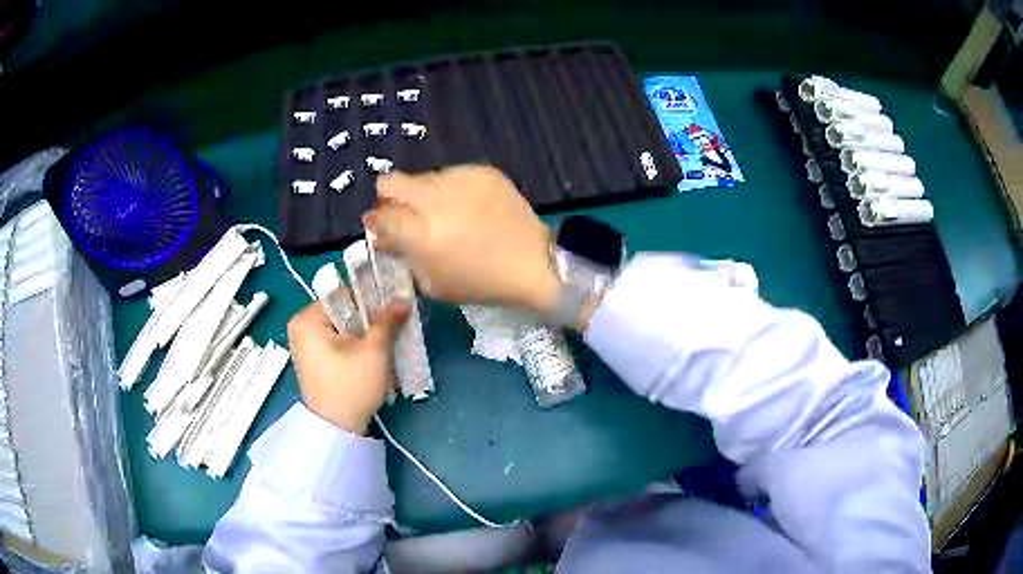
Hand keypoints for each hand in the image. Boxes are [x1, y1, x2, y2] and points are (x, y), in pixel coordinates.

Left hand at [286, 301, 407, 434]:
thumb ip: (387, 321)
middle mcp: (300, 327)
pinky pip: (336, 343)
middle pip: (342, 312)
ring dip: (363, 334)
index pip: (343, 294)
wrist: (337, 428)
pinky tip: (371, 356)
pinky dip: (353, 346)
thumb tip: (402, 301)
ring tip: (385, 342)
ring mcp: (304, 346)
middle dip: (368, 319)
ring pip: (341, 328)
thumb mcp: (374, 351)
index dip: (370, 298)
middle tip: (392, 325)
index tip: (392, 305)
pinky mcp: (313, 361)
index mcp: (306, 319)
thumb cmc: (351, 385)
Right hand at [364, 166, 559, 315]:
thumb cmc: (480, 282)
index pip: (380, 215)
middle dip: (390, 196)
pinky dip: (451, 189)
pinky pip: (452, 174)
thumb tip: (380, 234)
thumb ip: (402, 255)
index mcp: (421, 234)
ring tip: (446, 213)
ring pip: (422, 177)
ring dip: (423, 194)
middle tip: (406, 213)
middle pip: (390, 182)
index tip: (382, 226)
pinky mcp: (483, 172)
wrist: (533, 264)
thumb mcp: (433, 284)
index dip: (376, 221)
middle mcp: (436, 200)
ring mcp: (461, 181)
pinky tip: (468, 206)